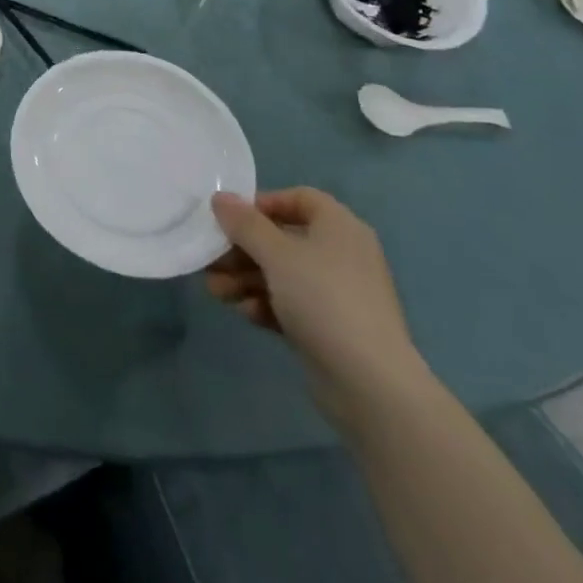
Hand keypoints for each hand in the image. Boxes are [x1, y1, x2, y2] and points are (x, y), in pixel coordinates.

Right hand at [206, 189, 430, 426]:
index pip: (299, 198)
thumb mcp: (276, 254)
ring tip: (216, 291)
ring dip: (246, 278)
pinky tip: (247, 314)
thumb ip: (244, 223)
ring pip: (283, 274)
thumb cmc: (323, 300)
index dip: (263, 203)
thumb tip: (220, 197)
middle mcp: (342, 255)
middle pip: (283, 239)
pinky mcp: (332, 328)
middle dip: (242, 249)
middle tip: (211, 259)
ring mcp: (338, 294)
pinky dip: (267, 304)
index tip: (232, 219)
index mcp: (339, 227)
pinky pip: (292, 304)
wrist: (371, 385)